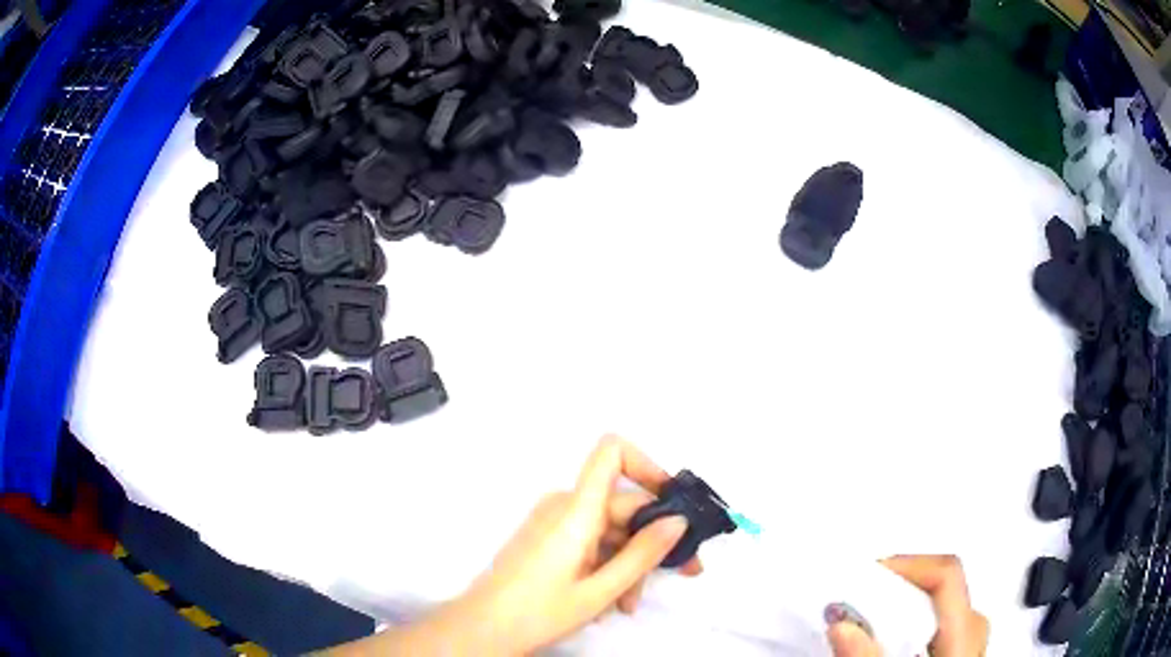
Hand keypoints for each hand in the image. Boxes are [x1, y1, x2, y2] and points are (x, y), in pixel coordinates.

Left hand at [331, 436, 700, 655]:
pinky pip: (589, 540)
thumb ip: (642, 554)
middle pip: (622, 504)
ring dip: (629, 562)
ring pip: (609, 529)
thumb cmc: (538, 612)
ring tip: (631, 604)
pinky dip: (607, 565)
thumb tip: (678, 520)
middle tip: (682, 572)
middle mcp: (564, 506)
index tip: (673, 503)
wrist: (481, 629)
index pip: (611, 452)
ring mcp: (554, 523)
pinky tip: (612, 600)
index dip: (647, 465)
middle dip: (653, 539)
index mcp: (576, 510)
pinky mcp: (548, 539)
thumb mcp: (600, 591)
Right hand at [828, 556, 988, 656]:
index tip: (867, 575)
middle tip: (861, 600)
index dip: (909, 565)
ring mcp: (970, 647)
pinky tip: (891, 644)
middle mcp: (974, 635)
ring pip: (944, 609)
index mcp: (965, 637)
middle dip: (902, 588)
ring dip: (906, 608)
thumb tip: (840, 623)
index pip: (947, 576)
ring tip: (871, 622)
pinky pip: (940, 628)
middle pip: (946, 589)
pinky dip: (913, 626)